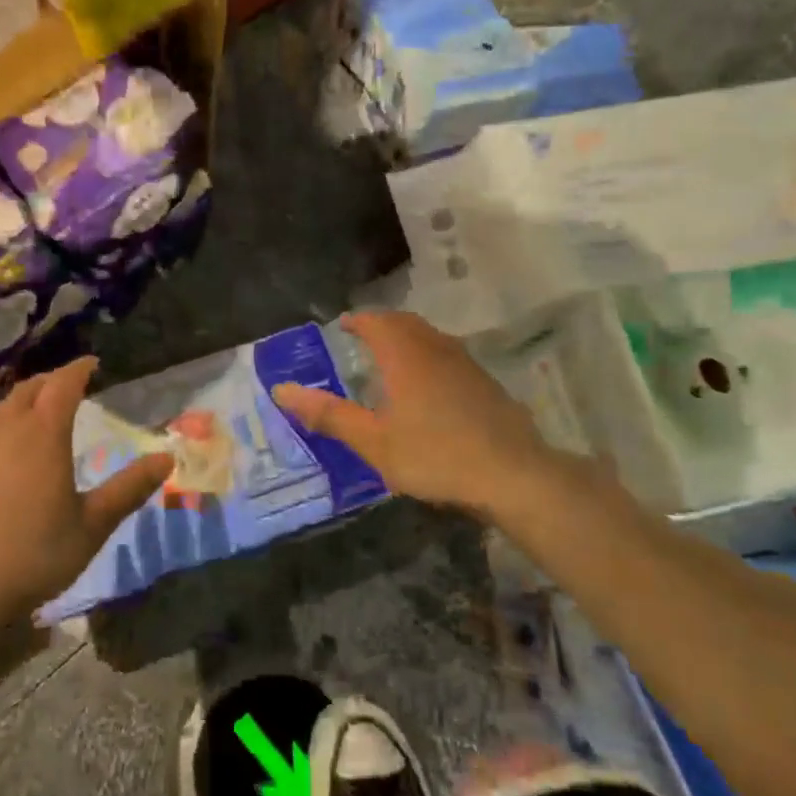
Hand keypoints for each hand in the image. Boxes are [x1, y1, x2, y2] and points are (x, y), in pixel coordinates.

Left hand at [0, 357, 171, 629]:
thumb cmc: (31, 555)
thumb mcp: (91, 526)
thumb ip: (129, 489)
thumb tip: (167, 458)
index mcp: (43, 433)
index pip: (63, 384)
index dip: (79, 369)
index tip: (92, 363)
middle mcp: (5, 428)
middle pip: (28, 389)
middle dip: (50, 381)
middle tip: (67, 386)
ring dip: (20, 402)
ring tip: (34, 414)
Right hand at [270, 311, 580, 519]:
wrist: (514, 475)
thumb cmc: (435, 455)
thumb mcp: (373, 441)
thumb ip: (328, 415)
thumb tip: (281, 390)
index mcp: (405, 356)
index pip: (376, 322)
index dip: (357, 320)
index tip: (342, 326)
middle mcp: (436, 349)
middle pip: (405, 322)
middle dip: (381, 324)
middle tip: (362, 336)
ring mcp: (466, 364)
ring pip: (431, 337)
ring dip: (408, 337)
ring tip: (391, 356)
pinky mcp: (486, 384)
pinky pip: (448, 355)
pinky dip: (429, 356)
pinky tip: (429, 385)